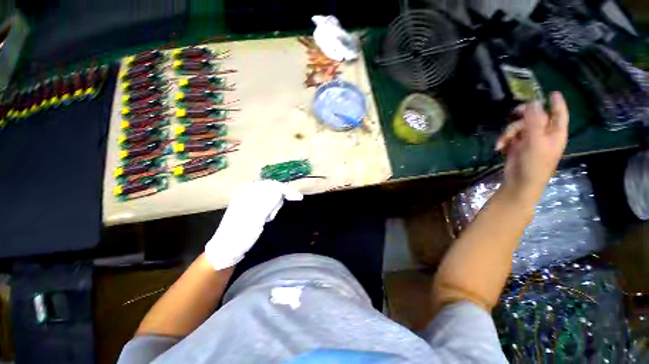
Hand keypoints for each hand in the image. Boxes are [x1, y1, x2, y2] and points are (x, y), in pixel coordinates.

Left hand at [204, 180, 302, 269]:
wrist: (226, 250)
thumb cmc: (240, 235)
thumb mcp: (255, 218)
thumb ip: (267, 201)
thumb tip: (279, 190)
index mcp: (247, 194)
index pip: (272, 185)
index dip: (286, 190)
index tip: (299, 198)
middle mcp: (248, 194)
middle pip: (271, 188)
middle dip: (280, 198)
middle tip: (278, 213)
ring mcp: (249, 202)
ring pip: (270, 196)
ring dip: (274, 205)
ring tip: (270, 218)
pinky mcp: (251, 209)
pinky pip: (266, 203)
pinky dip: (271, 209)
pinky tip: (267, 218)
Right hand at [495, 92, 568, 202]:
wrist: (519, 182)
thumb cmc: (534, 164)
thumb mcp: (535, 141)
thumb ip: (535, 121)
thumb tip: (533, 102)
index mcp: (555, 133)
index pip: (559, 113)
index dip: (557, 103)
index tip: (553, 92)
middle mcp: (543, 134)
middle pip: (534, 117)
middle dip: (521, 117)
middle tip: (513, 113)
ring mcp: (529, 140)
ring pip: (518, 126)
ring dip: (508, 132)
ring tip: (502, 142)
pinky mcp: (516, 146)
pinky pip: (509, 136)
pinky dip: (503, 140)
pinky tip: (499, 147)